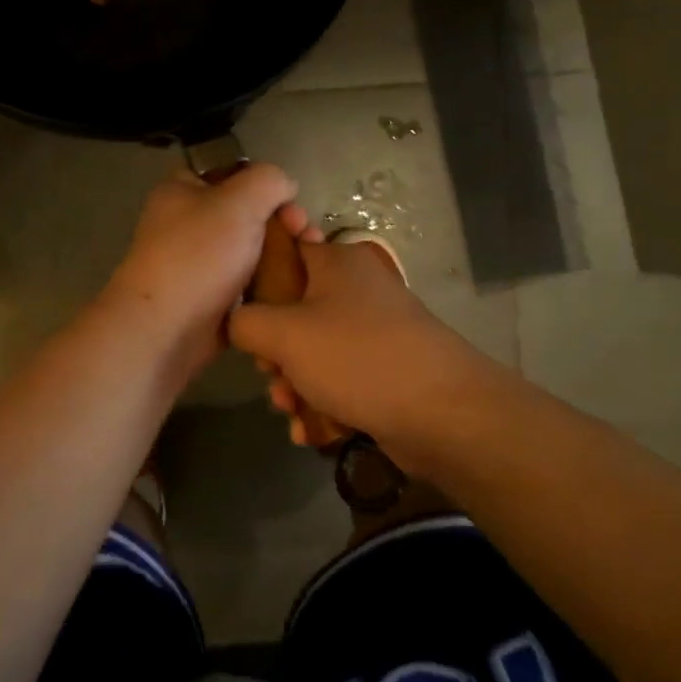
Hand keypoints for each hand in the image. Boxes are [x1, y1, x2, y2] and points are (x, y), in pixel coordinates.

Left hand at [99, 164, 301, 379]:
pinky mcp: (211, 298)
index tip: (290, 198)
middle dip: (281, 220)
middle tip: (305, 234)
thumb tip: (285, 186)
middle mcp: (187, 223)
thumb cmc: (198, 255)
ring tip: (309, 262)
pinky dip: (271, 284)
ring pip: (250, 249)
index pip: (229, 170)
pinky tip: (295, 287)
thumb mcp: (239, 200)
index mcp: (181, 190)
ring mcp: (198, 263)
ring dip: (281, 254)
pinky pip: (248, 283)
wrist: (166, 330)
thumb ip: (268, 180)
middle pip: (246, 212)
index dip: (263, 179)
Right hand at [229, 236, 494, 448]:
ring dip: (294, 383)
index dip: (256, 281)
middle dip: (275, 352)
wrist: (444, 414)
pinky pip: (340, 379)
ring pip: (315, 351)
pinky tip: (310, 430)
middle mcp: (358, 291)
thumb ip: (245, 322)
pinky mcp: (386, 370)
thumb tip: (237, 324)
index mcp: (337, 263)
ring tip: (291, 410)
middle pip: (295, 311)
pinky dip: (322, 402)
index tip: (244, 315)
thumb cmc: (357, 358)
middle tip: (271, 374)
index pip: (285, 251)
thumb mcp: (284, 334)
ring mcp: (375, 332)